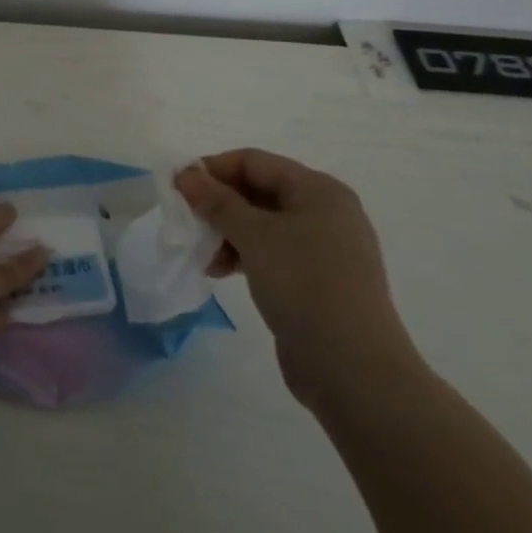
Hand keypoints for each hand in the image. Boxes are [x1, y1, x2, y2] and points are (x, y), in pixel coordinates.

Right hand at [177, 148, 421, 411]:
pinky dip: (243, 256)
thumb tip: (185, 174)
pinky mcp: (316, 281)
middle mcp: (324, 212)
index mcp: (318, 190)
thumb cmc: (305, 285)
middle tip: (186, 221)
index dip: (213, 169)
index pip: (254, 162)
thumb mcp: (254, 236)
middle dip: (218, 204)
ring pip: (261, 225)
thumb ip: (217, 201)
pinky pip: (271, 253)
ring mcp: (323, 249)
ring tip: (203, 255)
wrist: (354, 370)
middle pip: (258, 191)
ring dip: (226, 233)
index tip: (177, 188)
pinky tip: (220, 272)